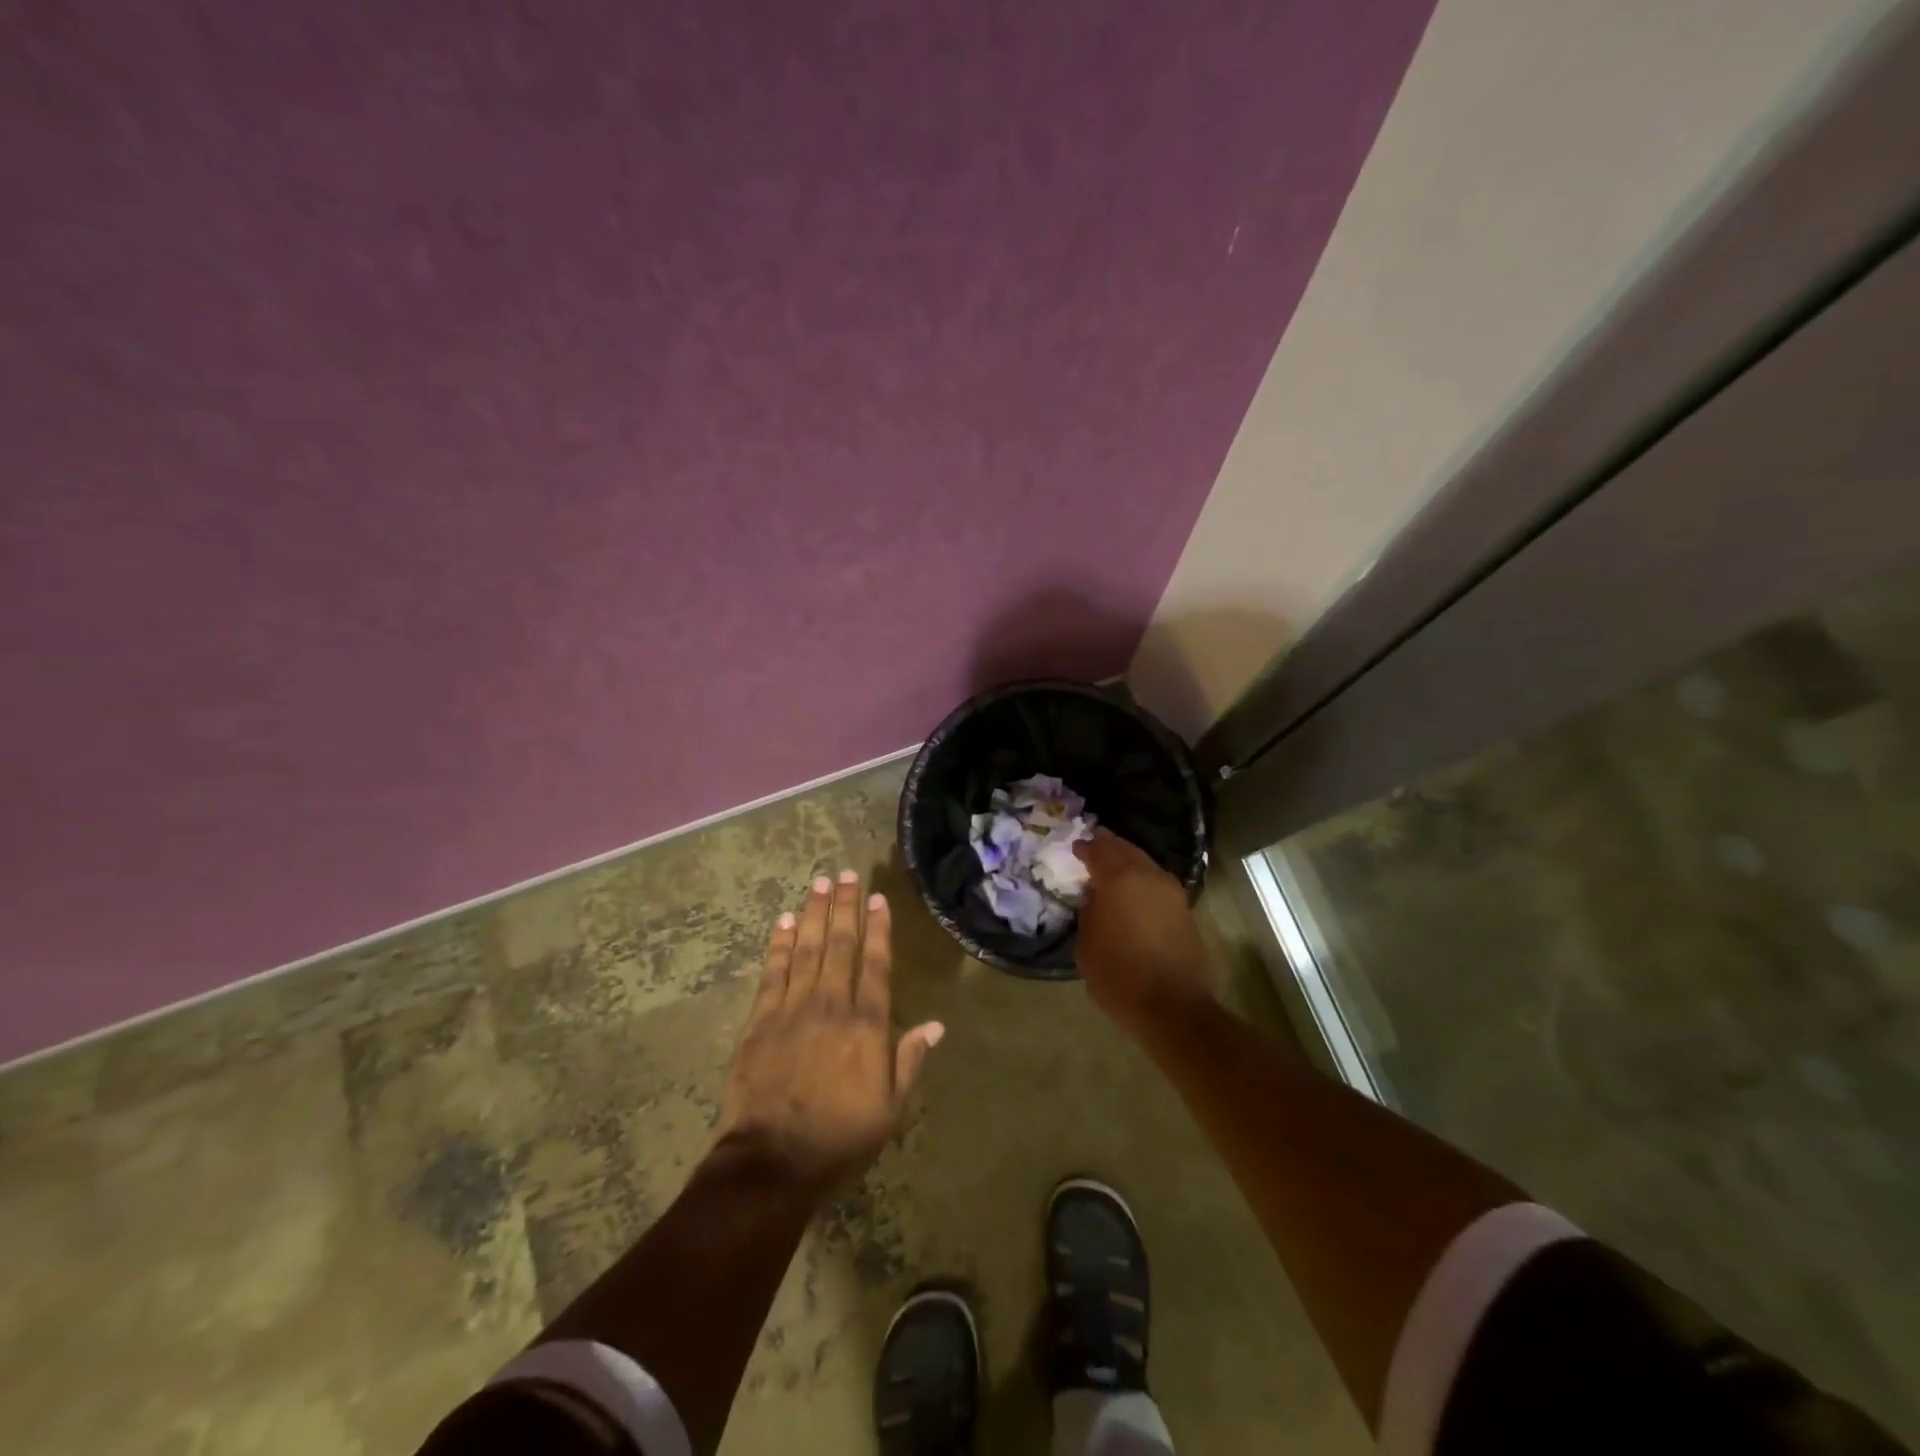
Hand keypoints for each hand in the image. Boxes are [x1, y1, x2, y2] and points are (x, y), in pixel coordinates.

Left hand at [716, 870, 943, 1195]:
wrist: (772, 1161)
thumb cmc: (839, 1138)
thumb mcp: (890, 1109)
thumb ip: (910, 1061)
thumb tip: (936, 1025)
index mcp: (867, 1025)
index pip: (876, 964)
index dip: (878, 929)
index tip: (878, 898)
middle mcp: (832, 1005)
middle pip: (840, 945)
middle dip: (845, 907)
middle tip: (846, 874)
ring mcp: (793, 1009)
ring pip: (806, 949)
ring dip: (813, 913)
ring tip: (819, 883)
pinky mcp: (761, 1020)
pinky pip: (773, 972)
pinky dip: (779, 944)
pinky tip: (783, 921)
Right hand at [1074, 830, 1214, 1034]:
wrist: (1174, 1008)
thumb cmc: (1120, 977)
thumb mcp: (1087, 945)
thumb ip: (1089, 912)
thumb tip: (1096, 898)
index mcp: (1120, 879)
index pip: (1099, 850)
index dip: (1084, 847)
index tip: (1074, 848)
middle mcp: (1149, 876)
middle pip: (1125, 849)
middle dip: (1108, 847)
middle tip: (1092, 847)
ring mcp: (1172, 892)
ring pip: (1145, 864)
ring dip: (1127, 862)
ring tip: (1110, 870)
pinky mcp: (1184, 910)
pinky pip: (1156, 883)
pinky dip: (1141, 880)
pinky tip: (1131, 893)